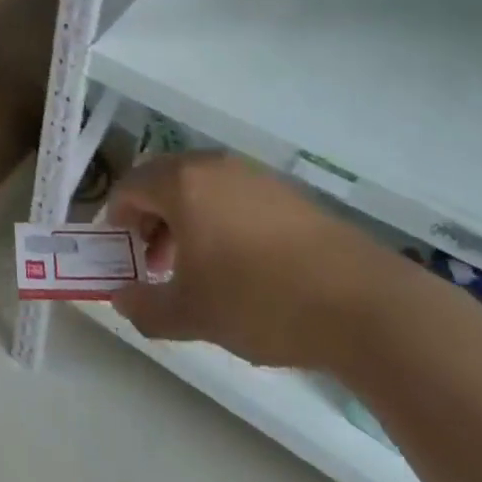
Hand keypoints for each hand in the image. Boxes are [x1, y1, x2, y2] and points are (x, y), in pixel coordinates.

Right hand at [106, 152, 397, 369]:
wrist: (364, 304)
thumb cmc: (260, 300)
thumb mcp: (192, 314)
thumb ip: (146, 306)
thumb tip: (121, 299)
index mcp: (182, 183)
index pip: (129, 187)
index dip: (117, 220)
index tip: (124, 256)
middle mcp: (214, 167)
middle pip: (163, 181)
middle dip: (151, 219)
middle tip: (157, 263)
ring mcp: (255, 176)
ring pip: (201, 189)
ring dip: (186, 221)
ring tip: (200, 269)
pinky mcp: (289, 194)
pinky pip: (235, 197)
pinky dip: (222, 221)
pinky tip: (243, 266)